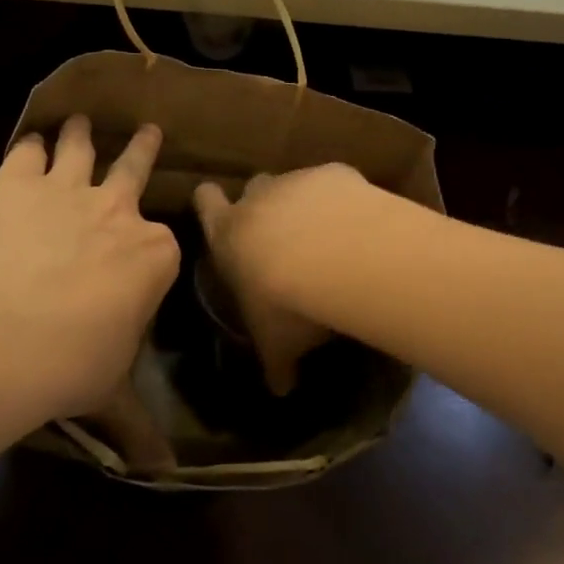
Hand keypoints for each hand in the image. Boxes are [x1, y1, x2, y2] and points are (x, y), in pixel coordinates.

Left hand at [0, 116, 178, 422]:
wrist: (9, 332)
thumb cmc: (75, 362)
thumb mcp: (111, 394)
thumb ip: (137, 426)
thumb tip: (164, 474)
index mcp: (152, 254)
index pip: (162, 243)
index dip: (152, 247)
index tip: (146, 248)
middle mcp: (118, 210)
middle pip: (135, 168)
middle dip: (143, 147)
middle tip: (149, 128)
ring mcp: (68, 190)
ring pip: (81, 148)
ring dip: (81, 133)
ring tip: (79, 120)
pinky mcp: (18, 184)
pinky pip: (28, 153)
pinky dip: (29, 146)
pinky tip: (28, 142)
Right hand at [193, 164, 366, 394]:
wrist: (337, 255)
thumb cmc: (286, 302)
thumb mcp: (276, 342)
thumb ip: (276, 362)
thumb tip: (281, 390)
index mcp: (228, 234)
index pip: (205, 202)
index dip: (209, 203)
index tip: (214, 205)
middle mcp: (257, 198)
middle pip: (252, 188)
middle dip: (263, 205)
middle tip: (281, 236)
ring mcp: (296, 181)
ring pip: (293, 184)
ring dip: (305, 204)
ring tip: (328, 237)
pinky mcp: (334, 174)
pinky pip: (334, 184)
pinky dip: (341, 200)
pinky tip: (358, 225)